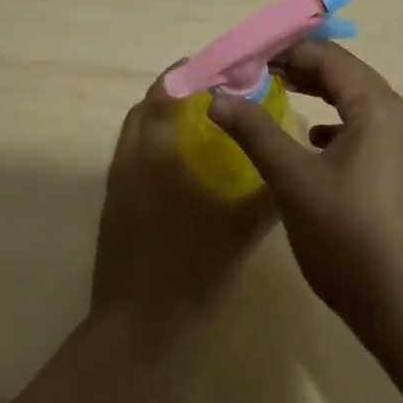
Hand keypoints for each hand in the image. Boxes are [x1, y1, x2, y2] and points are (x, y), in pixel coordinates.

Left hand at [91, 67, 275, 352]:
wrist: (135, 332)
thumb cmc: (189, 271)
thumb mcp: (241, 231)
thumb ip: (268, 193)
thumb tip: (288, 161)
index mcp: (157, 150)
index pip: (167, 89)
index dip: (191, 72)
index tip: (221, 70)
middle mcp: (131, 155)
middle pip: (148, 105)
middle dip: (178, 92)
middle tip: (215, 96)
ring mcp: (117, 181)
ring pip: (138, 130)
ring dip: (164, 118)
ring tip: (203, 126)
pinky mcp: (113, 204)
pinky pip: (134, 155)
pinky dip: (156, 145)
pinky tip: (185, 169)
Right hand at [207, 41, 402, 354]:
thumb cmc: (349, 238)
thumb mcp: (294, 181)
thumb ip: (256, 131)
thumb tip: (217, 96)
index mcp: (378, 106)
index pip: (328, 56)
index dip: (285, 51)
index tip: (246, 58)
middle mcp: (399, 115)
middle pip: (344, 74)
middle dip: (299, 69)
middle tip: (255, 74)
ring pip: (355, 101)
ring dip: (317, 93)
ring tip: (277, 94)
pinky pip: (365, 128)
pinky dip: (335, 123)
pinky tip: (312, 141)